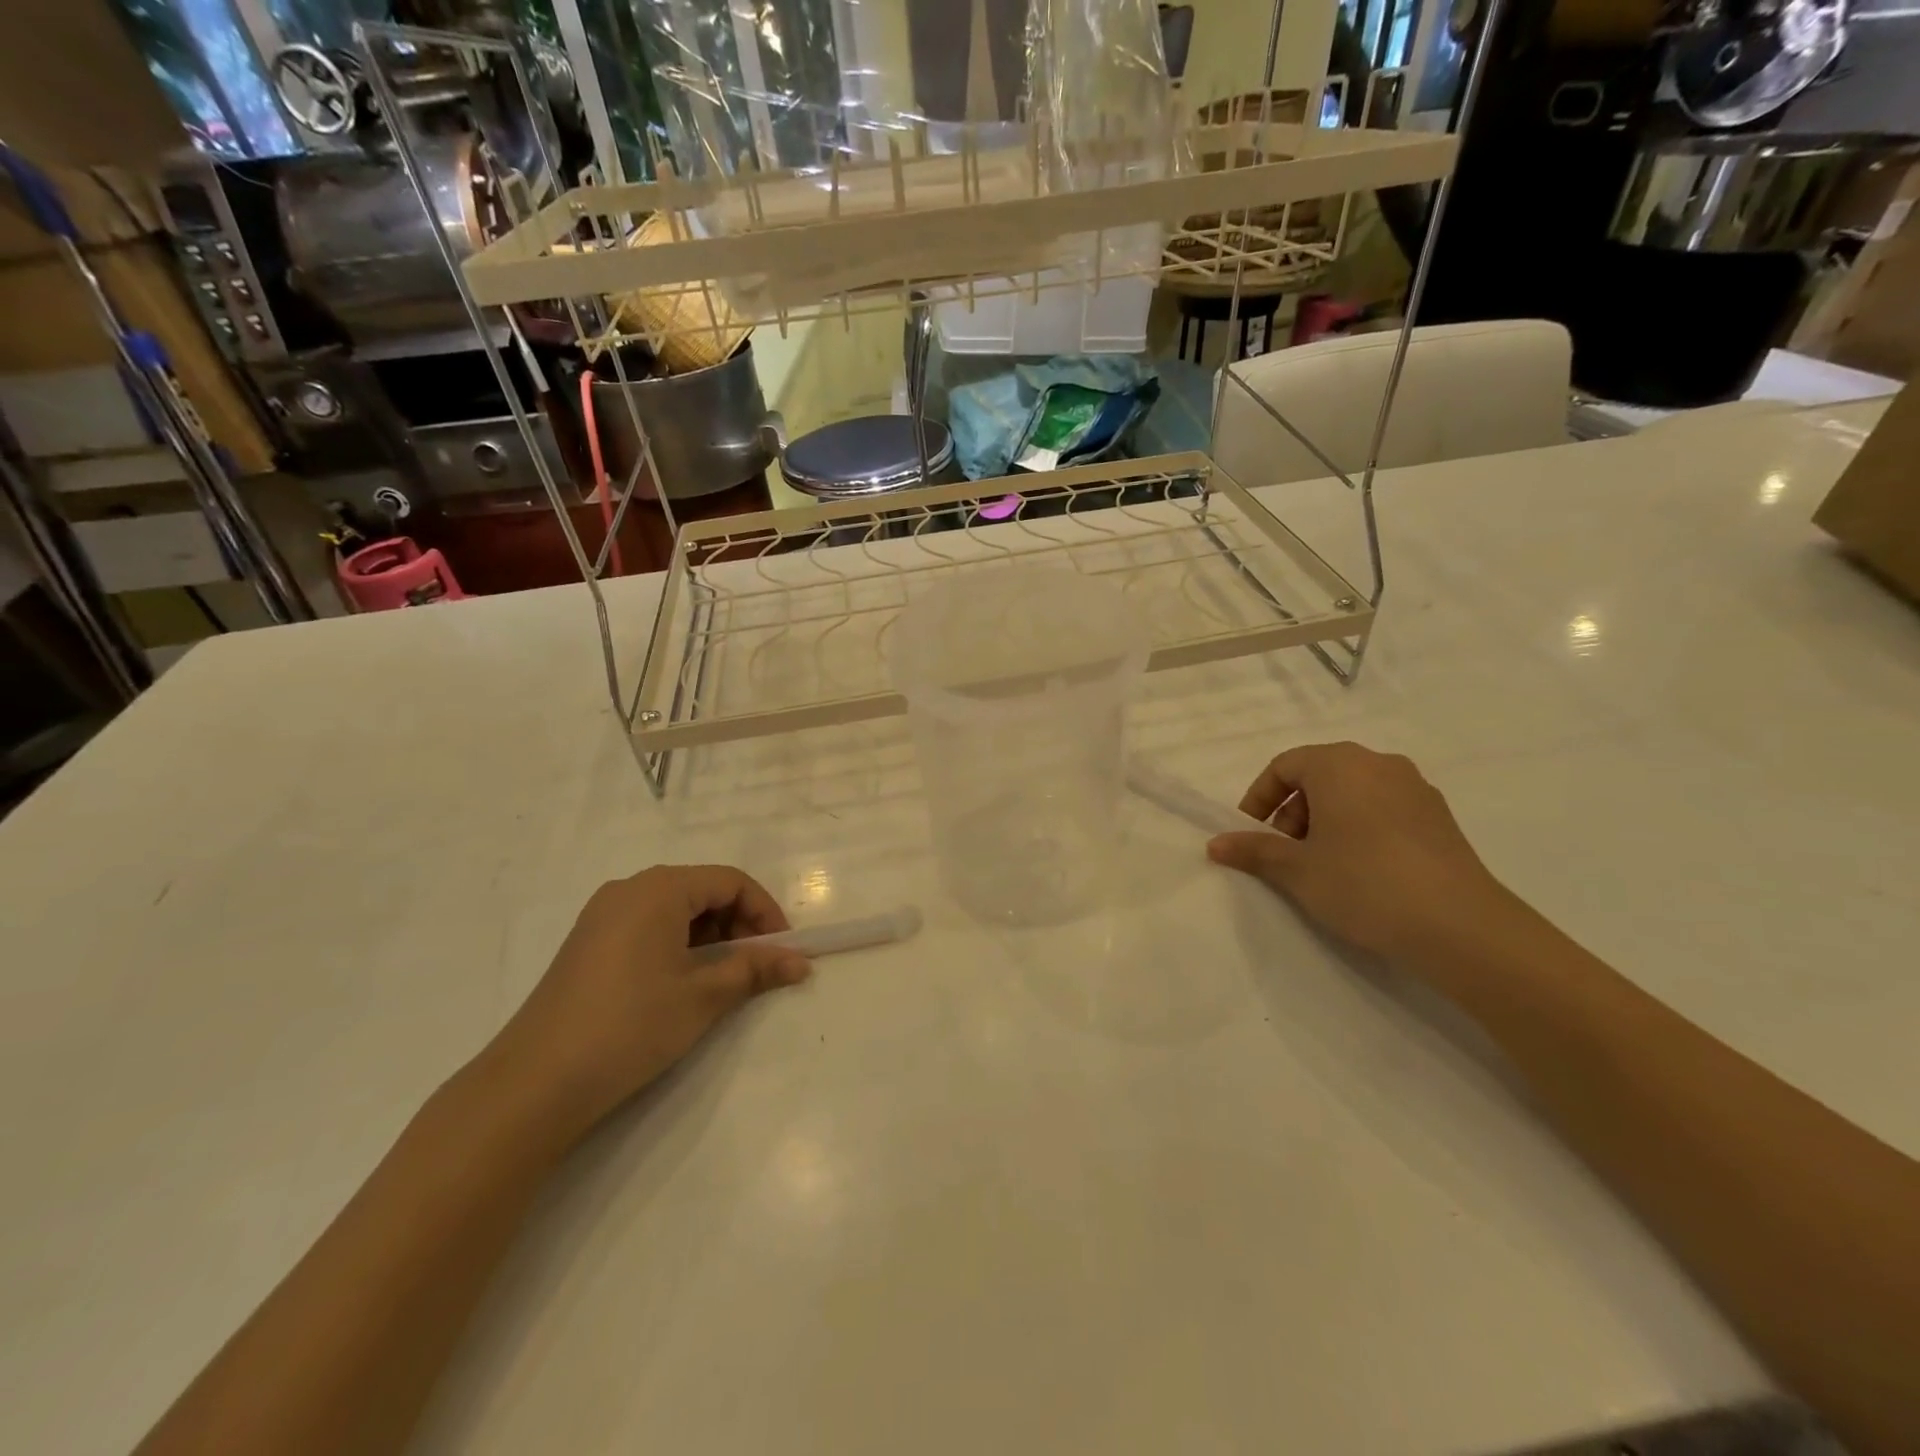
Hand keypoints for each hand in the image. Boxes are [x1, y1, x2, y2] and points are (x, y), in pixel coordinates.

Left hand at [482, 865, 810, 1140]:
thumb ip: (755, 970)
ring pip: (676, 910)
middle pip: (702, 890)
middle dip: (739, 924)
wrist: (535, 1083)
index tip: (783, 949)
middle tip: (756, 967)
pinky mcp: (589, 943)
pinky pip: (649, 926)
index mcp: (659, 889)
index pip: (730, 882)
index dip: (765, 911)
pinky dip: (679, 945)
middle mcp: (629, 889)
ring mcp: (603, 916)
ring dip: (711, 936)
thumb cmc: (630, 1026)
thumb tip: (801, 962)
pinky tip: (683, 983)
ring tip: (723, 979)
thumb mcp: (703, 996)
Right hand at [1206, 742, 1513, 963]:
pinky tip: (1362, 872)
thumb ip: (1254, 850)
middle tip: (1285, 855)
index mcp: (1339, 764)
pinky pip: (1383, 810)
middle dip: (1292, 812)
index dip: (1259, 799)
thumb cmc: (1363, 883)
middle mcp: (1379, 764)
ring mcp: (1416, 789)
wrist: (1460, 926)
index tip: (1251, 835)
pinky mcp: (1439, 818)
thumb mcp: (1296, 870)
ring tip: (1322, 866)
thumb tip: (1215, 843)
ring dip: (1325, 822)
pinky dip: (1360, 829)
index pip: (1284, 766)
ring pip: (1352, 793)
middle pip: (1319, 776)